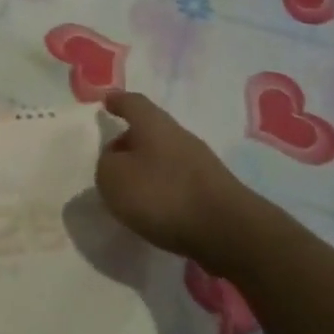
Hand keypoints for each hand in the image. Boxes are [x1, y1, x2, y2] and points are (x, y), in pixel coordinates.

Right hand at [96, 91, 245, 261]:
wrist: (227, 230)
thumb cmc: (162, 194)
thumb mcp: (114, 178)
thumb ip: (107, 164)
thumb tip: (116, 160)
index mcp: (153, 124)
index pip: (133, 103)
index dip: (118, 102)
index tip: (107, 102)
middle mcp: (179, 136)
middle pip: (150, 130)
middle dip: (131, 141)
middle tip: (112, 158)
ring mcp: (200, 163)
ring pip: (165, 156)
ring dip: (147, 168)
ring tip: (130, 190)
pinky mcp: (213, 190)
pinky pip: (178, 181)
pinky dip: (163, 189)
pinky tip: (155, 209)